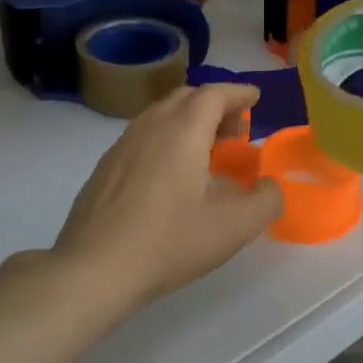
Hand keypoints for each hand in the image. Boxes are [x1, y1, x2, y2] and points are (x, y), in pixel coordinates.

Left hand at [55, 84, 283, 309]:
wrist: (93, 269)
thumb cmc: (169, 242)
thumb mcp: (234, 227)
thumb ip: (265, 201)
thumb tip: (269, 185)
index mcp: (183, 131)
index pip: (214, 94)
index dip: (238, 93)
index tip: (255, 98)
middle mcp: (151, 126)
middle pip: (186, 97)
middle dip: (215, 105)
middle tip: (235, 131)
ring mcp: (122, 145)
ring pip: (161, 115)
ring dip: (189, 121)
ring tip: (206, 152)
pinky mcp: (105, 167)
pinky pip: (143, 136)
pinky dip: (166, 138)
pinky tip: (170, 175)